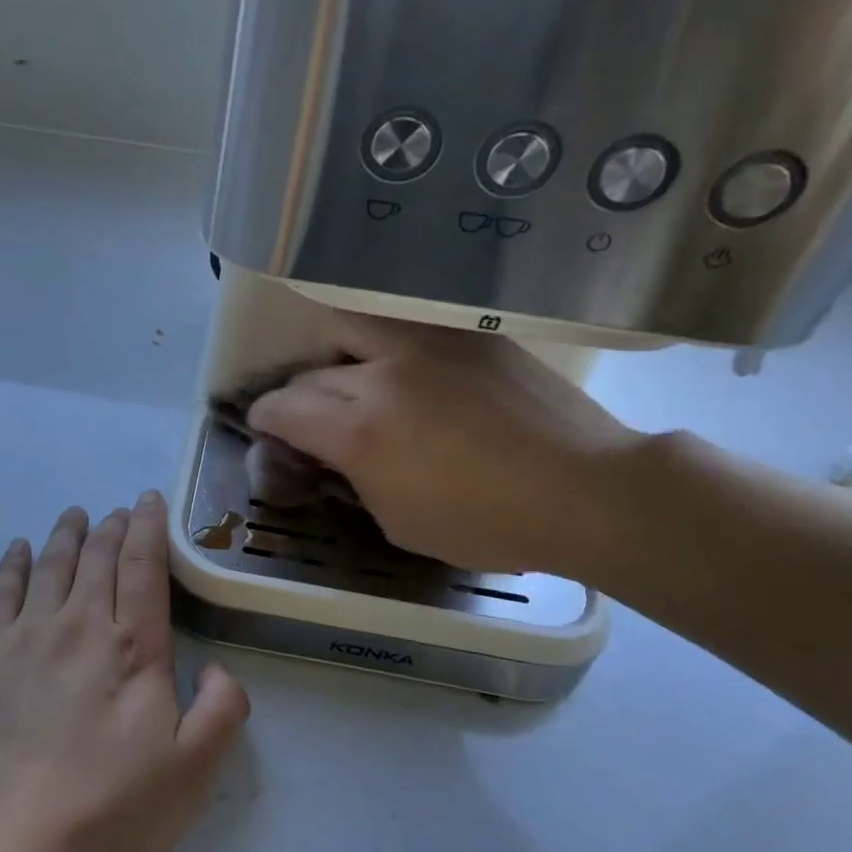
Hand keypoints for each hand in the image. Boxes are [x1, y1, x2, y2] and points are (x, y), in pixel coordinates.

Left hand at [0, 493, 250, 851]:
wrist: (1, 850)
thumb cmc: (105, 815)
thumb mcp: (191, 774)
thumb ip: (221, 711)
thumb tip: (218, 667)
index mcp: (133, 647)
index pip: (144, 566)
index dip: (148, 527)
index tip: (147, 501)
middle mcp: (80, 625)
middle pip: (97, 558)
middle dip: (111, 527)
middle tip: (117, 511)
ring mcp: (25, 637)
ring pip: (51, 566)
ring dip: (66, 535)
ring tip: (74, 515)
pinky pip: (0, 594)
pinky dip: (13, 564)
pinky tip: (19, 549)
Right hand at [246, 313, 642, 577]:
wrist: (586, 490)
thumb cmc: (488, 524)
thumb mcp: (400, 523)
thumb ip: (354, 481)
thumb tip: (335, 457)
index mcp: (358, 432)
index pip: (282, 407)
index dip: (264, 418)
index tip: (265, 426)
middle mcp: (380, 376)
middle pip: (311, 372)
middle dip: (297, 396)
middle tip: (309, 416)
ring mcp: (425, 345)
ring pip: (349, 327)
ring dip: (334, 354)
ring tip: (349, 376)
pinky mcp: (465, 335)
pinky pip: (403, 328)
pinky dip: (383, 346)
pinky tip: (402, 369)